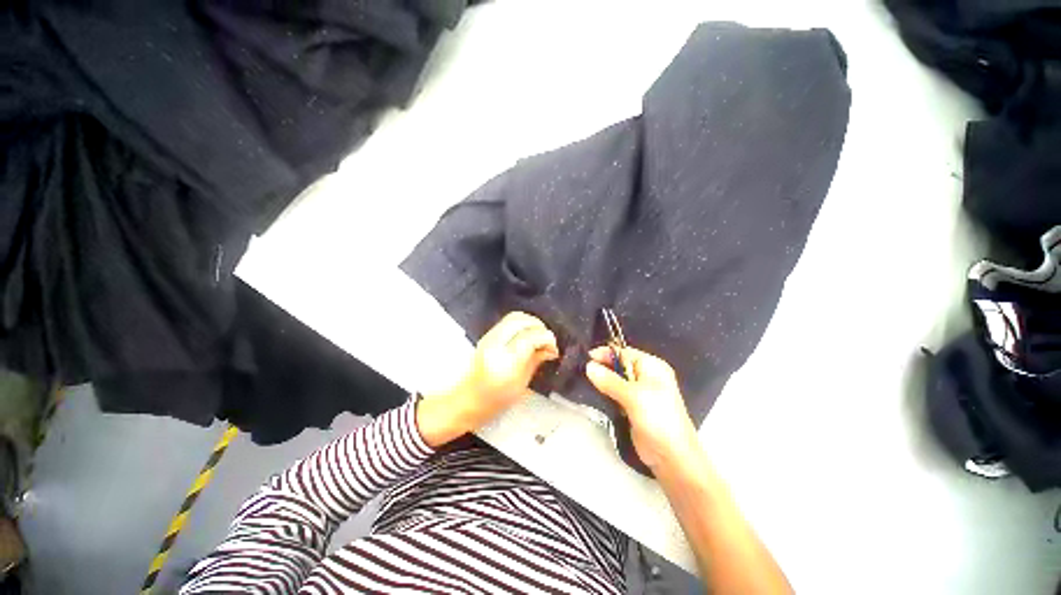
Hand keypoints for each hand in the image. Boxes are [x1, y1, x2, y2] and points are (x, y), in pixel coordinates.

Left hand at [417, 312, 559, 446]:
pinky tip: (527, 336)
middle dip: (538, 326)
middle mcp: (495, 344)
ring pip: (514, 317)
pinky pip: (508, 321)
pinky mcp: (487, 335)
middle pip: (521, 320)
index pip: (529, 337)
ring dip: (530, 323)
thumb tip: (550, 348)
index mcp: (505, 360)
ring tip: (538, 337)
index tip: (554, 348)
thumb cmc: (495, 400)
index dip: (545, 338)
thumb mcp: (521, 384)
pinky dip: (521, 324)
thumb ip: (535, 360)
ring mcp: (489, 337)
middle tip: (547, 340)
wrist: (466, 400)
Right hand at [585, 346, 700, 471]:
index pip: (624, 353)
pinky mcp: (634, 406)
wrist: (672, 456)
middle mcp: (647, 376)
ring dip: (604, 380)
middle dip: (603, 366)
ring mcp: (640, 392)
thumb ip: (610, 380)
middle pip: (620, 365)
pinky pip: (617, 393)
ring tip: (587, 380)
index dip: (606, 354)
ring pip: (617, 380)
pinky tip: (597, 393)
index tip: (587, 357)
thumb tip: (589, 366)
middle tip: (584, 369)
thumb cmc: (658, 419)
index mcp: (652, 367)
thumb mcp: (633, 396)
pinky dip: (607, 392)